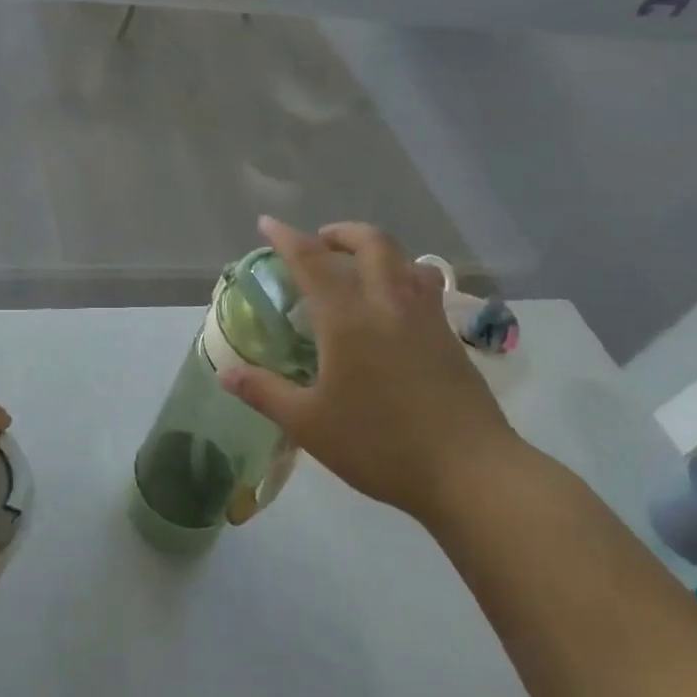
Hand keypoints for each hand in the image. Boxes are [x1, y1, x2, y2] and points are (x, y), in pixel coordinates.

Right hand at [220, 216, 527, 518]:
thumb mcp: (309, 424)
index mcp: (348, 319)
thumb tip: (225, 373)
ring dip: (378, 251)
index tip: (268, 223)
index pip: (312, 261)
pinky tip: (393, 311)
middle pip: (371, 243)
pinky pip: (425, 288)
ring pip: (406, 261)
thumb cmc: (380, 445)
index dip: (287, 237)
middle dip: (342, 232)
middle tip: (320, 242)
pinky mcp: (450, 339)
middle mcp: (389, 305)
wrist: (471, 472)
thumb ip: (265, 392)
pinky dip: (403, 279)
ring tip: (360, 269)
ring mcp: (426, 319)